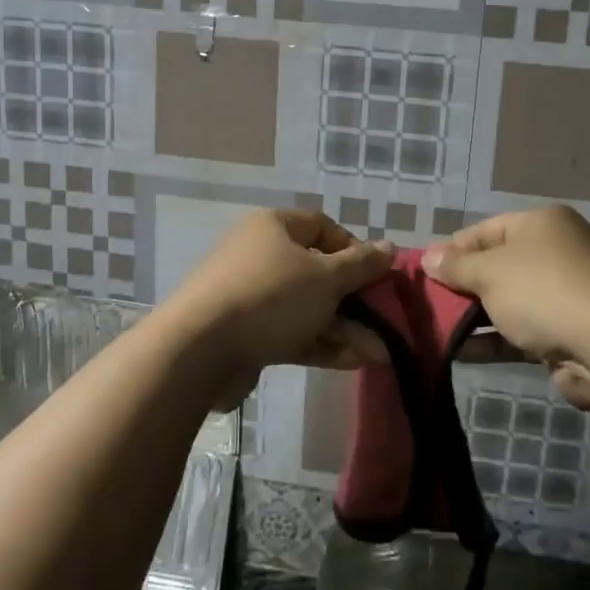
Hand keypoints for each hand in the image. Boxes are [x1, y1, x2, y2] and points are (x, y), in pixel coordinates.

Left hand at [159, 209, 393, 404]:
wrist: (199, 350)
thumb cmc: (270, 297)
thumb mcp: (326, 277)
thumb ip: (361, 265)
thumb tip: (389, 247)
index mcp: (274, 227)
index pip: (323, 227)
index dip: (354, 249)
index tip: (376, 275)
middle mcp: (261, 256)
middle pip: (318, 272)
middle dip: (355, 301)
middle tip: (384, 323)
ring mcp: (252, 297)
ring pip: (308, 308)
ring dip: (344, 329)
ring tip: (379, 355)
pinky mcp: (246, 334)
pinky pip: (291, 332)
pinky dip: (321, 344)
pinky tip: (353, 362)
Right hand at [422, 206, 589, 411]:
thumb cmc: (542, 291)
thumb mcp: (489, 272)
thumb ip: (456, 266)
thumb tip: (428, 257)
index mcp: (541, 224)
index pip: (485, 230)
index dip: (451, 249)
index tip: (422, 271)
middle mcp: (556, 252)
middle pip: (497, 265)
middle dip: (462, 285)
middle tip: (426, 303)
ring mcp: (564, 293)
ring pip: (508, 301)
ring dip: (474, 316)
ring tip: (435, 330)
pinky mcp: (567, 331)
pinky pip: (521, 331)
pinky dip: (493, 339)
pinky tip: (460, 352)